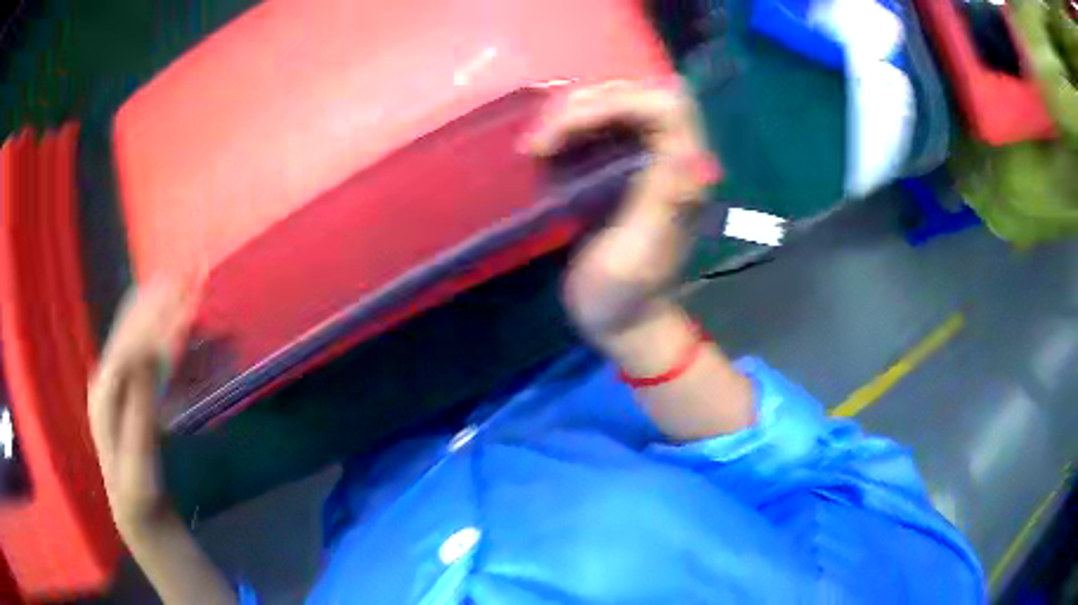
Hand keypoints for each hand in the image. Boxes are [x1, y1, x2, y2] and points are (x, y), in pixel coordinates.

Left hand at [88, 279, 196, 536]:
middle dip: (157, 299)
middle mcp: (106, 376)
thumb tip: (149, 354)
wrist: (132, 510)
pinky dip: (154, 327)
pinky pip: (138, 348)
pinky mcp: (125, 389)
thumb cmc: (138, 493)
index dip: (158, 318)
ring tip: (176, 282)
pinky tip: (165, 316)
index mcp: (106, 392)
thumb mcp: (140, 464)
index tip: (185, 295)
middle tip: (185, 274)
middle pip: (130, 328)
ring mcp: (113, 381)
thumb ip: (140, 410)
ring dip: (155, 306)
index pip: (132, 343)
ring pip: (132, 332)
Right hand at [524, 80, 716, 340]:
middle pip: (639, 94)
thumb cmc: (624, 295)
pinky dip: (569, 125)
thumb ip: (662, 201)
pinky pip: (601, 123)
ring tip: (538, 144)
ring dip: (572, 113)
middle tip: (543, 139)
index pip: (666, 106)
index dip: (617, 102)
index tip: (566, 129)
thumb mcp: (638, 254)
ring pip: (617, 102)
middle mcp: (673, 156)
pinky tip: (546, 146)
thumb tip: (687, 149)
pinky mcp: (625, 165)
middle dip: (587, 105)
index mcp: (683, 175)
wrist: (621, 319)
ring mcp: (648, 158)